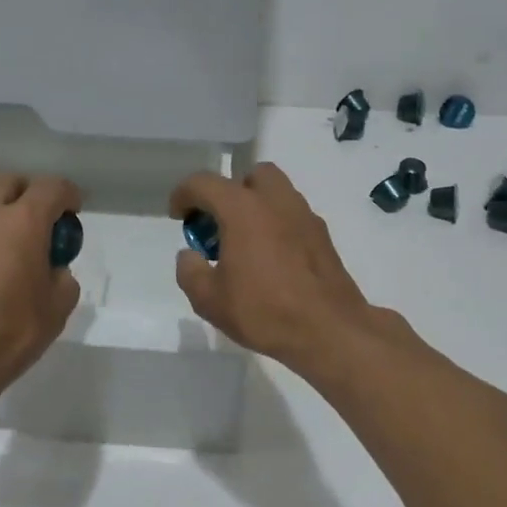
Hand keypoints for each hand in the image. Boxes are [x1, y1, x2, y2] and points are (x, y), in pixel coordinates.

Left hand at [0, 173, 82, 432]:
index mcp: (21, 221)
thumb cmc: (9, 332)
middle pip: (10, 182)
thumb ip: (62, 277)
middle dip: (30, 193)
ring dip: (3, 209)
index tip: (73, 213)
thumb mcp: (57, 308)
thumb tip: (51, 269)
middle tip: (43, 223)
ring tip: (17, 244)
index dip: (68, 196)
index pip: (51, 188)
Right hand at [169, 163, 376, 372]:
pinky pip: (293, 216)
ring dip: (257, 206)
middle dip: (230, 192)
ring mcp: (304, 216)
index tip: (178, 215)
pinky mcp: (322, 236)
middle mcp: (276, 202)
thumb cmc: (264, 311)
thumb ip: (190, 272)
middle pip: (250, 176)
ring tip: (245, 243)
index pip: (204, 183)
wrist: (329, 331)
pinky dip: (277, 225)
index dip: (184, 194)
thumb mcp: (209, 300)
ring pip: (277, 193)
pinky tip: (271, 259)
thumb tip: (190, 256)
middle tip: (220, 223)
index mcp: (243, 209)